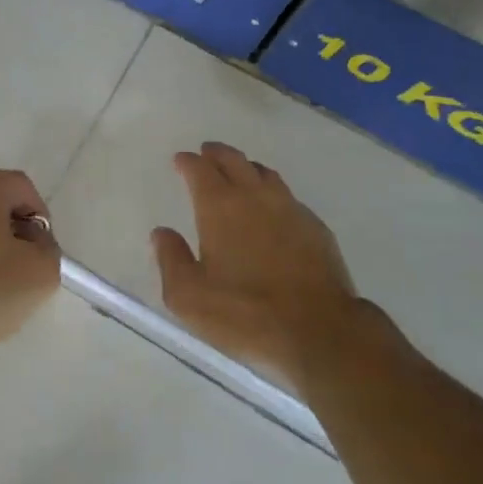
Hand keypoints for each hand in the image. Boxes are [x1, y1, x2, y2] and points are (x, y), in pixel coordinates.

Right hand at [153, 142, 370, 386]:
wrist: (319, 330)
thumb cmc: (245, 313)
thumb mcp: (189, 296)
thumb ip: (171, 259)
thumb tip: (162, 233)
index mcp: (219, 207)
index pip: (200, 170)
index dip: (188, 162)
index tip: (181, 160)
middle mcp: (254, 197)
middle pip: (234, 160)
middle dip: (216, 154)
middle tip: (207, 153)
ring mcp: (290, 209)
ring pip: (265, 174)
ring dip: (247, 168)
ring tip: (239, 172)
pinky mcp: (316, 227)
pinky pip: (289, 197)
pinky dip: (273, 194)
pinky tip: (273, 209)